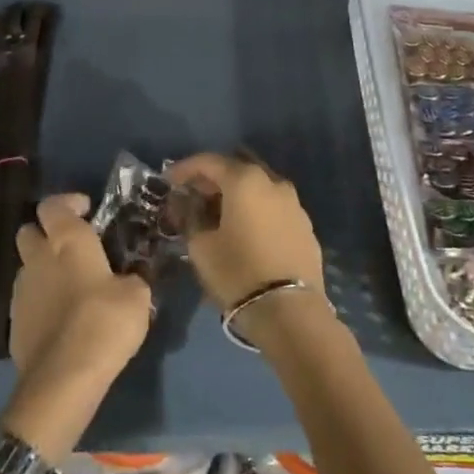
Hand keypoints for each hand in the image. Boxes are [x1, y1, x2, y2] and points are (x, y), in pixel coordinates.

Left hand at [9, 193, 153, 388]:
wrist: (64, 377)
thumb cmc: (105, 322)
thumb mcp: (137, 296)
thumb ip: (131, 278)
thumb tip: (128, 279)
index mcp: (67, 241)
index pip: (53, 204)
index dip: (68, 203)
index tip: (87, 211)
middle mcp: (38, 258)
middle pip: (29, 230)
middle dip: (47, 232)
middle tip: (73, 246)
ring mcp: (21, 291)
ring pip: (27, 266)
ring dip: (44, 268)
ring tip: (71, 287)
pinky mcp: (13, 322)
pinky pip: (27, 299)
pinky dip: (41, 300)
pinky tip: (62, 318)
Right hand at [166, 153, 324, 310]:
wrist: (290, 311)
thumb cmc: (238, 272)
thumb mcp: (201, 246)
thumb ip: (190, 217)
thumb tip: (186, 203)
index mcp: (245, 180)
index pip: (209, 162)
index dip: (185, 168)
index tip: (168, 180)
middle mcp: (273, 183)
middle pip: (236, 171)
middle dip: (211, 180)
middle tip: (191, 196)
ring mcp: (294, 204)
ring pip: (258, 189)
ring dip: (235, 195)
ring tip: (216, 214)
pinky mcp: (305, 226)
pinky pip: (273, 208)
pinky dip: (255, 211)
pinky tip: (244, 229)